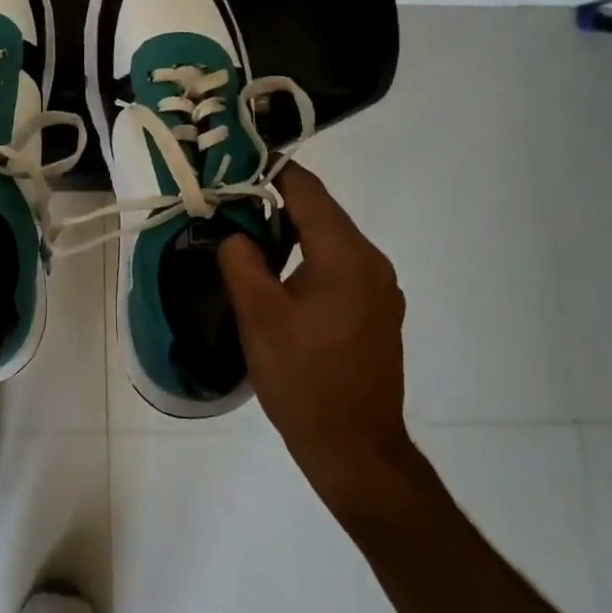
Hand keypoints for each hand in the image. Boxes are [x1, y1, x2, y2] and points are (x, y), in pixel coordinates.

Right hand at [217, 163, 414, 519]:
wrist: (355, 448)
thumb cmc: (302, 378)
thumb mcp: (258, 316)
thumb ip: (240, 260)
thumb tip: (234, 232)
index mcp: (346, 255)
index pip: (307, 191)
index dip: (271, 171)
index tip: (235, 164)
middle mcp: (372, 262)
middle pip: (322, 212)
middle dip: (276, 201)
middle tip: (231, 202)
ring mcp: (380, 288)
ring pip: (331, 239)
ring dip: (292, 231)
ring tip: (248, 236)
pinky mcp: (378, 310)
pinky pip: (341, 265)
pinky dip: (310, 257)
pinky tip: (281, 275)